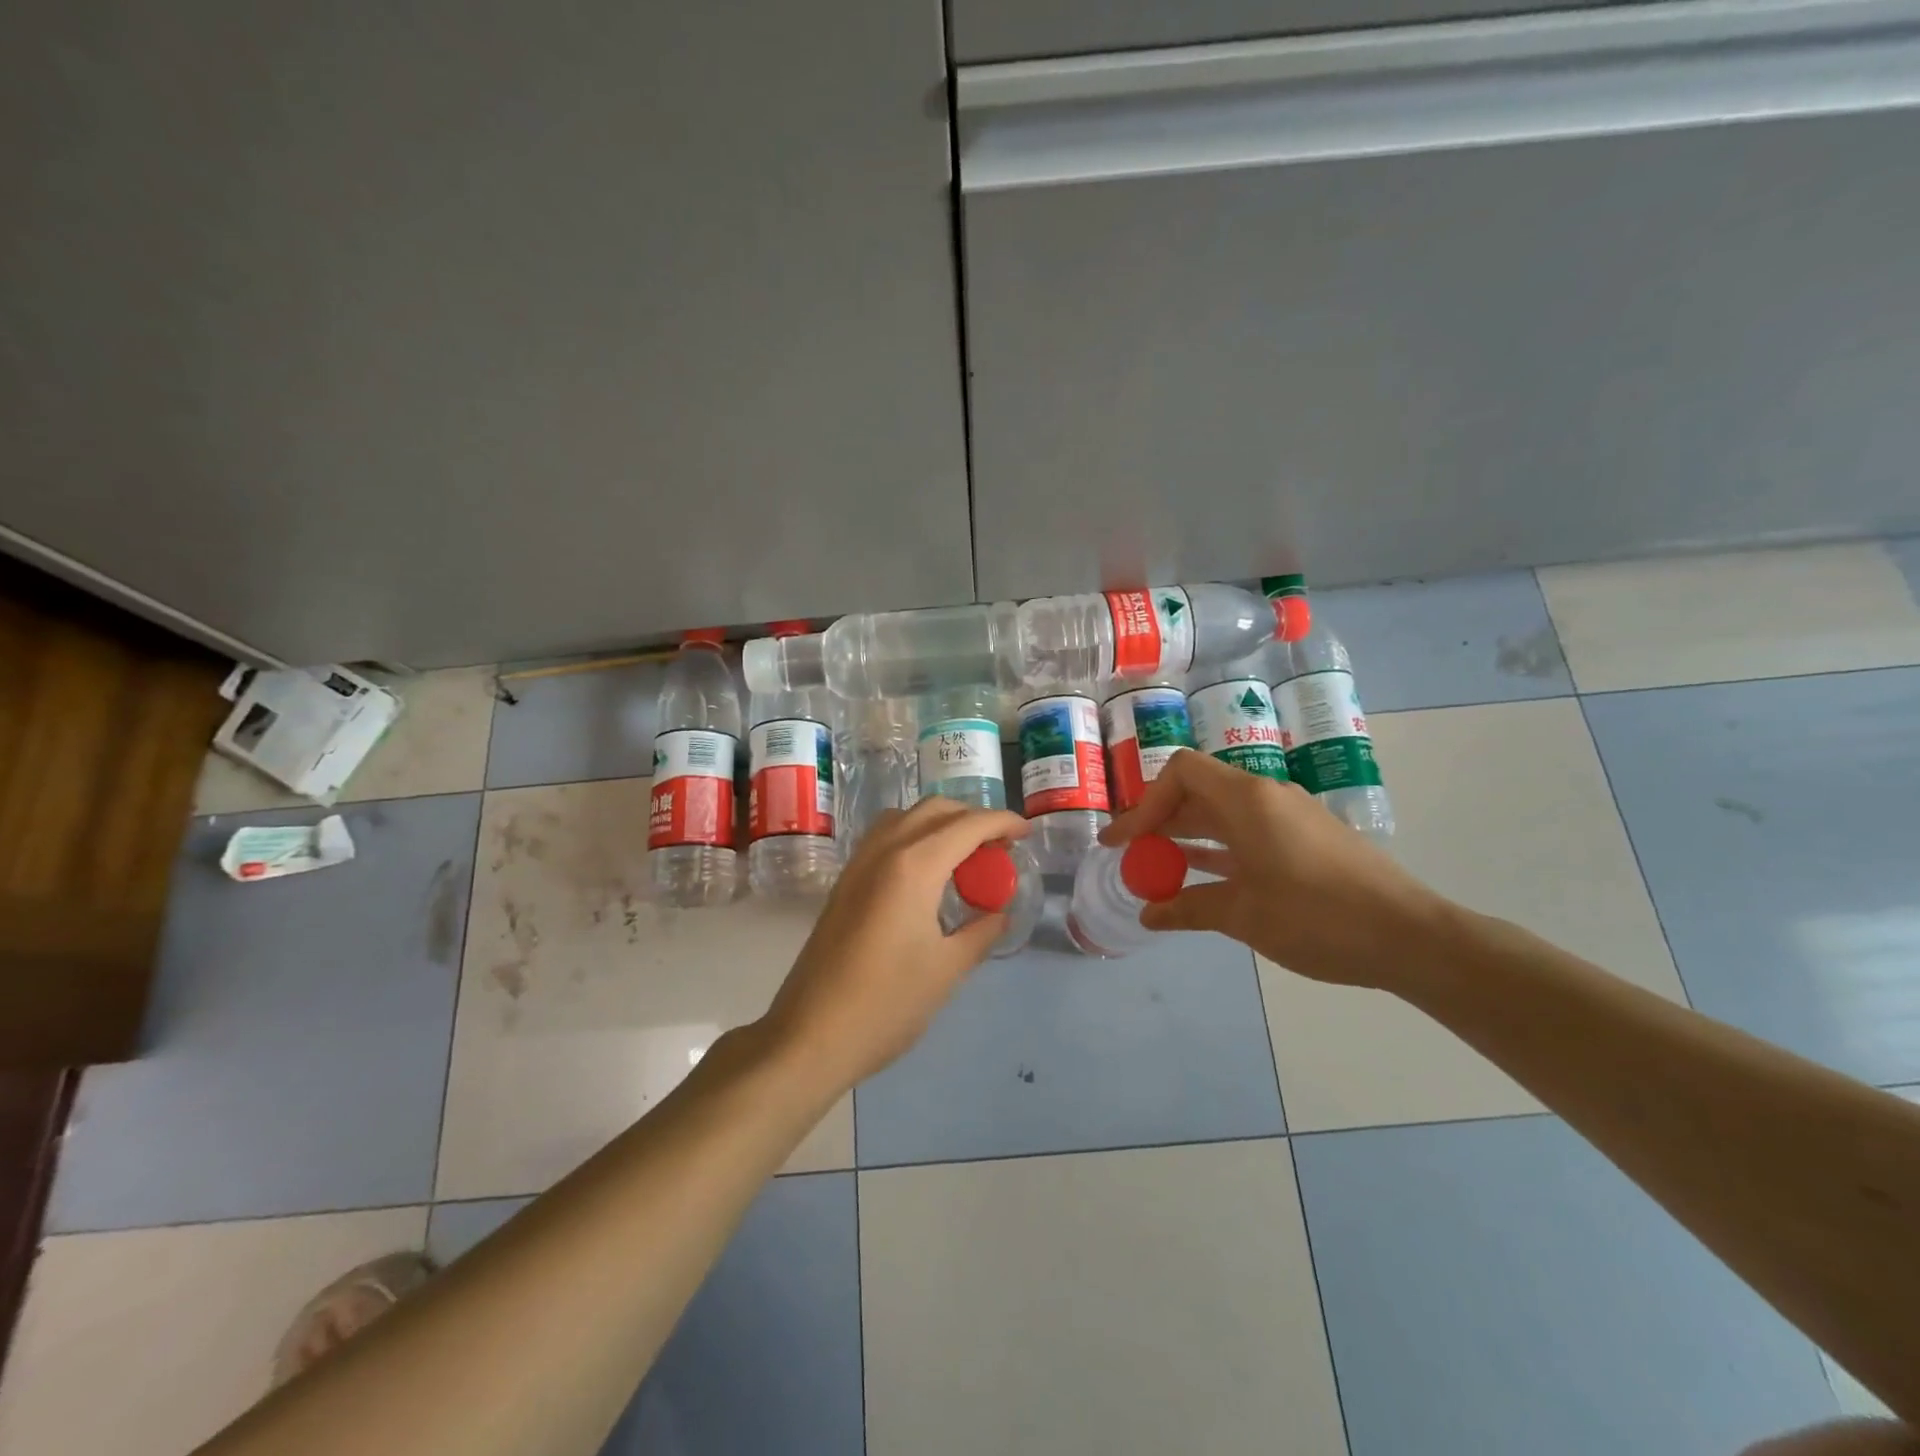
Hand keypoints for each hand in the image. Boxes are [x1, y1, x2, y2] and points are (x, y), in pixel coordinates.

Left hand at [759, 796, 1029, 1093]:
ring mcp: (857, 864)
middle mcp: (883, 851)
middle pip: (934, 810)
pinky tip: (926, 874)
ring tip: (964, 856)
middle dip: (972, 818)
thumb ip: (980, 932)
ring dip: (939, 823)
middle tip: (998, 847)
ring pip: (904, 817)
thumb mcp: (947, 970)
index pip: (968, 825)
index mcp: (913, 866)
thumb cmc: (886, 1004)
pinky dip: (913, 837)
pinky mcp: (844, 882)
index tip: (1026, 832)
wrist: (810, 1035)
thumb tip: (999, 913)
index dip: (1002, 822)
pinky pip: (884, 838)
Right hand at [1101, 749, 1448, 988]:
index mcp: (1247, 799)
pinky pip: (1248, 833)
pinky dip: (1218, 850)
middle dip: (1159, 822)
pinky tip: (1202, 879)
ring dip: (1187, 837)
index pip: (1181, 772)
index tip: (1126, 842)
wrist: (1410, 937)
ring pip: (1223, 814)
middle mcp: (1266, 797)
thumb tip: (1149, 915)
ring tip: (1156, 869)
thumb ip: (1189, 908)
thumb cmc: (1317, 917)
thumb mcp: (1243, 915)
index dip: (1146, 803)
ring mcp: (1289, 818)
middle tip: (1130, 856)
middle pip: (1198, 792)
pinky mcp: (1306, 840)